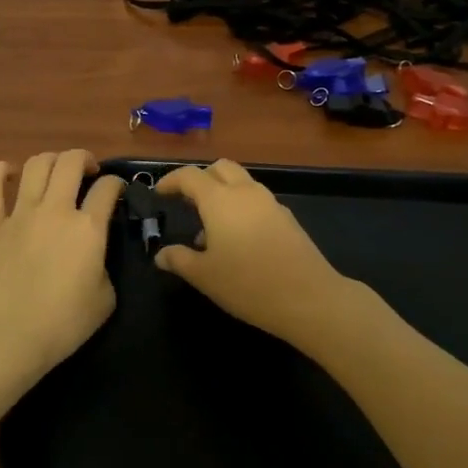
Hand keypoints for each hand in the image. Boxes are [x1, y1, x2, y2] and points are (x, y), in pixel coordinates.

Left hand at [0, 149, 124, 384]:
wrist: (8, 337)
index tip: (117, 192)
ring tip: (57, 171)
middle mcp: (56, 210)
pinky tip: (9, 172)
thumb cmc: (62, 324)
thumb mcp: (105, 299)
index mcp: (88, 228)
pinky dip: (0, 171)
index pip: (108, 188)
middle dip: (85, 159)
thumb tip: (94, 254)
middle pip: (71, 162)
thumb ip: (104, 265)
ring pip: (37, 165)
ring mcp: (20, 213)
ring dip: (52, 160)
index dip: (117, 184)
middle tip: (89, 172)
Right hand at [154, 160, 357, 349]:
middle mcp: (246, 192)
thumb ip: (179, 260)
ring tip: (209, 229)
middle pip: (220, 168)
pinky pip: (257, 201)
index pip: (190, 176)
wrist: (309, 298)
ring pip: (242, 183)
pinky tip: (237, 241)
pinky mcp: (287, 219)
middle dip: (201, 179)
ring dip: (222, 194)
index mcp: (220, 200)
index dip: (171, 180)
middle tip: (186, 201)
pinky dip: (241, 208)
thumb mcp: (204, 276)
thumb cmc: (248, 284)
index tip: (159, 193)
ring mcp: (270, 204)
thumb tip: (162, 255)